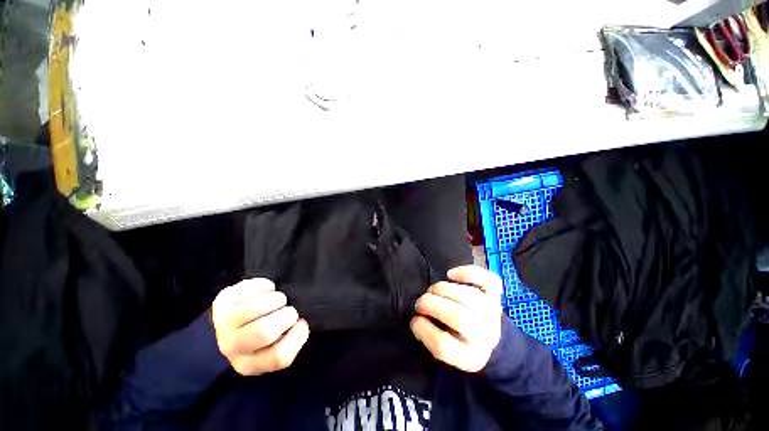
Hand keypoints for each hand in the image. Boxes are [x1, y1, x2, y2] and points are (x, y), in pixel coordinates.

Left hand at [211, 278, 309, 375]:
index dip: (298, 335)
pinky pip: (252, 287)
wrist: (233, 323)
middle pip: (265, 331)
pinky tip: (266, 292)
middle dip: (287, 314)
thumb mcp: (278, 345)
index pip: (280, 356)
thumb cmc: (264, 334)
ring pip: (258, 306)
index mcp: (250, 365)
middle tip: (289, 310)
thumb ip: (291, 340)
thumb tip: (300, 322)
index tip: (301, 323)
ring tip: (279, 300)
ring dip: (278, 298)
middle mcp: (232, 348)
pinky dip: (267, 285)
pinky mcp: (222, 301)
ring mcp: (223, 323)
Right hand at [411, 265, 503, 372]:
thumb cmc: (458, 341)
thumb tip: (417, 319)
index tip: (414, 320)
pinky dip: (469, 273)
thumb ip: (430, 337)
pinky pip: (489, 281)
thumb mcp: (444, 350)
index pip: (444, 345)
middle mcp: (485, 337)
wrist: (489, 340)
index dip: (423, 329)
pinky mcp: (495, 296)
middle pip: (459, 317)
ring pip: (470, 296)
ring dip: (445, 289)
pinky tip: (451, 274)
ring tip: (432, 290)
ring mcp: (492, 314)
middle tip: (420, 302)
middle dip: (432, 304)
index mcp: (469, 357)